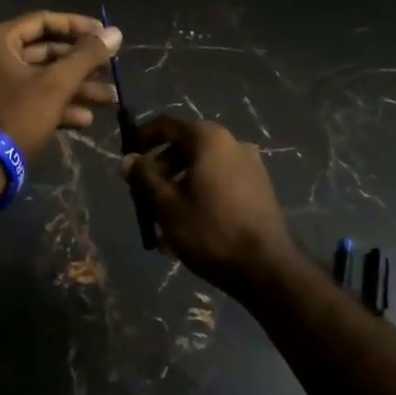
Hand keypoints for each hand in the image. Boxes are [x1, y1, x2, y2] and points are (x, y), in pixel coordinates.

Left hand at [0, 11, 122, 159]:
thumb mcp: (56, 84)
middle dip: (82, 64)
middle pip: (46, 52)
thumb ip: (86, 56)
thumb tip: (115, 32)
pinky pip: (35, 99)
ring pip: (44, 79)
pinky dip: (60, 106)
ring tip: (110, 99)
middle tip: (111, 70)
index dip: (77, 26)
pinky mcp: (2, 112)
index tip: (105, 35)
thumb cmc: (18, 115)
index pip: (43, 21)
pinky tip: (86, 120)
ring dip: (77, 88)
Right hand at [121, 115, 292, 292]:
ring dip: (178, 188)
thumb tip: (128, 160)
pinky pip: (220, 183)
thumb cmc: (210, 231)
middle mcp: (232, 144)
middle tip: (143, 196)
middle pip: (185, 147)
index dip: (142, 137)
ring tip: (162, 221)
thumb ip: (145, 177)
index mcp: (209, 139)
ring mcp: (250, 166)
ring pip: (202, 169)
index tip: (128, 158)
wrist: (268, 269)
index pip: (167, 125)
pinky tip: (188, 227)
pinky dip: (200, 196)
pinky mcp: (259, 189)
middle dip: (160, 170)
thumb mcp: (167, 205)